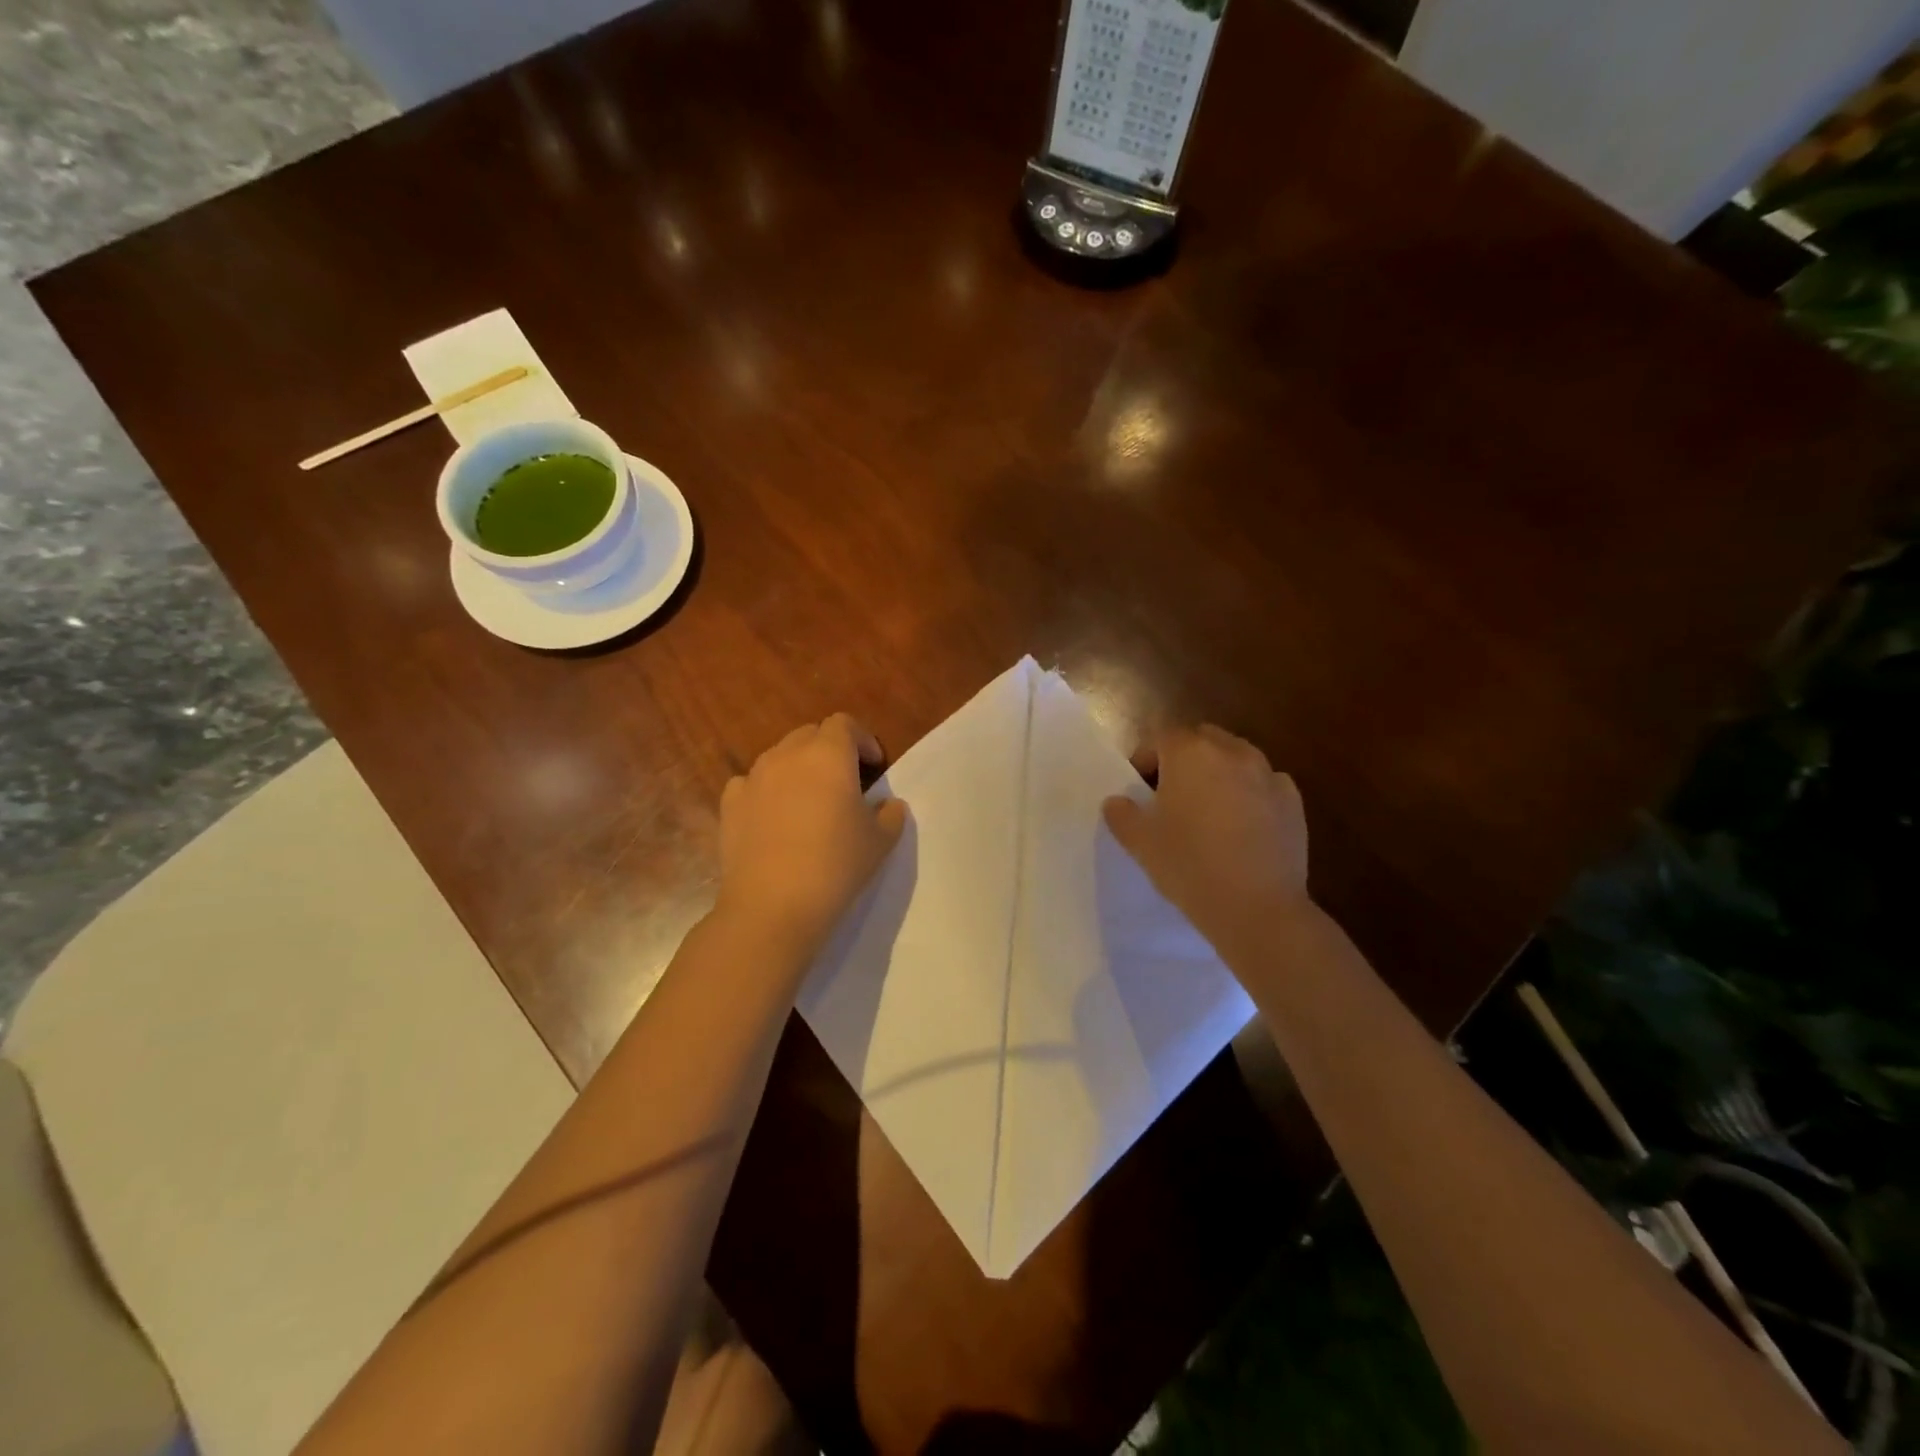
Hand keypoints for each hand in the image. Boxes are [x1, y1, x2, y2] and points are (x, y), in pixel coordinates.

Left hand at [713, 714, 907, 966]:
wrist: (773, 906)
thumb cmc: (836, 865)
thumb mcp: (881, 841)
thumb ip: (891, 814)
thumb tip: (887, 804)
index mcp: (828, 755)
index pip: (844, 724)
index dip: (862, 739)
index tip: (874, 766)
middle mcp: (787, 755)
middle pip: (810, 734)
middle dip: (830, 749)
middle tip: (845, 781)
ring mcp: (754, 777)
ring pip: (780, 756)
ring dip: (798, 768)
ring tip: (810, 800)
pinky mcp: (730, 804)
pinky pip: (751, 782)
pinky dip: (766, 789)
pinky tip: (774, 815)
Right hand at [1102, 725, 1309, 956]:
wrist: (1257, 907)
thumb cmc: (1189, 866)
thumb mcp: (1140, 843)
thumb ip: (1122, 815)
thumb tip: (1116, 802)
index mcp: (1189, 754)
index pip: (1161, 738)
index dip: (1146, 759)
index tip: (1140, 790)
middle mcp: (1231, 752)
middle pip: (1202, 740)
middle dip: (1185, 758)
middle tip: (1172, 795)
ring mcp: (1268, 774)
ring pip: (1236, 758)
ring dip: (1219, 773)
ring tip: (1209, 810)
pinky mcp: (1293, 801)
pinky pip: (1264, 784)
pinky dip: (1251, 793)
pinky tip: (1243, 826)